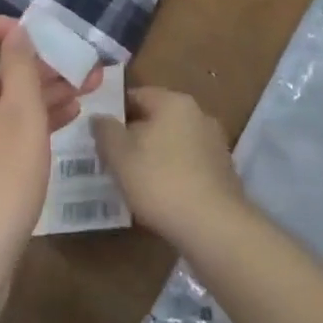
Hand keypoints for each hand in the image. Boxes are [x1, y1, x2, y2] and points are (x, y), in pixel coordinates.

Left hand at [0, 17, 99, 288]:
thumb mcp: (21, 115)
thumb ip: (21, 68)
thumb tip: (16, 32)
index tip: (29, 36)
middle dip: (37, 61)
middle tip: (80, 64)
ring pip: (4, 100)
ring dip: (44, 90)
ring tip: (90, 88)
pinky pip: (5, 129)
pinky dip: (34, 120)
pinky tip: (70, 119)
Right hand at [92, 88, 244, 246]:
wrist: (214, 226)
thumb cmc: (161, 182)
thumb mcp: (120, 156)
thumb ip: (105, 131)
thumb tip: (99, 117)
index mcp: (173, 101)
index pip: (137, 95)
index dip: (115, 112)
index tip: (100, 134)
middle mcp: (198, 113)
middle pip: (157, 118)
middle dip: (136, 135)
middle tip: (114, 158)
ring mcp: (214, 142)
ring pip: (174, 142)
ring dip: (156, 155)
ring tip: (136, 181)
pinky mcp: (223, 171)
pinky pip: (190, 164)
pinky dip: (175, 173)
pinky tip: (163, 197)